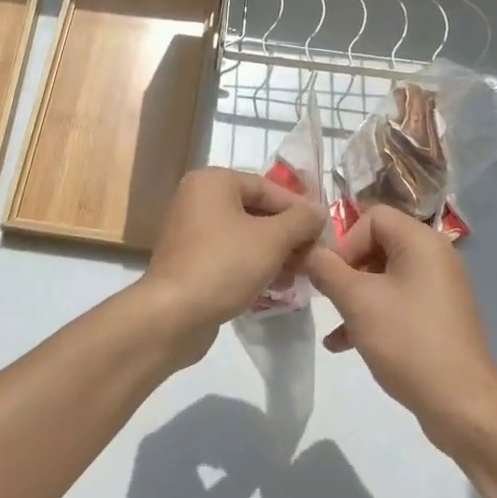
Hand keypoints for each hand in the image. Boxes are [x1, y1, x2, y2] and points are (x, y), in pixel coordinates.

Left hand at [137, 168, 326, 362]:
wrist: (172, 316)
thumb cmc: (224, 265)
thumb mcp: (272, 239)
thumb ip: (301, 220)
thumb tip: (318, 211)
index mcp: (213, 181)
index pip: (267, 187)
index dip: (299, 208)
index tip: (324, 231)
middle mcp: (198, 199)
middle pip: (256, 211)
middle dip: (288, 234)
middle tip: (314, 256)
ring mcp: (191, 231)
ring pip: (245, 235)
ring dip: (275, 253)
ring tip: (300, 274)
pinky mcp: (191, 261)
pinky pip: (230, 255)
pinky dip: (254, 265)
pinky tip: (276, 286)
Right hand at [304, 205, 496, 457]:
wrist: (463, 405)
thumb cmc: (408, 341)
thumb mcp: (358, 302)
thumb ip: (327, 270)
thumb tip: (309, 252)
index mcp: (420, 241)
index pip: (372, 216)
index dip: (345, 241)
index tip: (329, 275)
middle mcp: (434, 256)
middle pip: (377, 244)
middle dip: (347, 270)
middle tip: (327, 297)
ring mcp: (439, 288)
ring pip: (384, 277)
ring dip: (354, 296)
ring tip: (333, 324)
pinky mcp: (439, 317)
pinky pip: (398, 301)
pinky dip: (373, 314)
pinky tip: (345, 344)